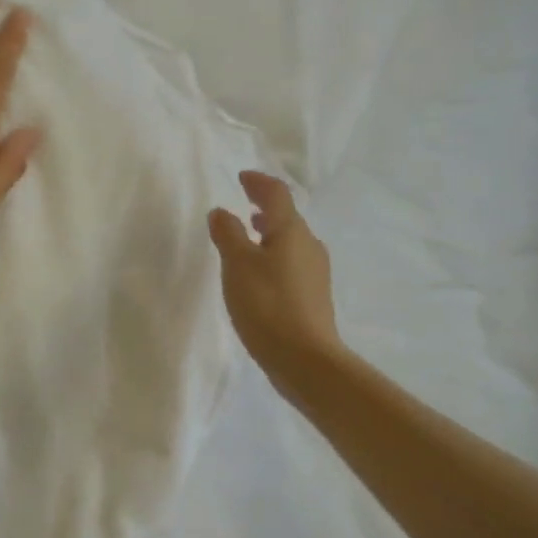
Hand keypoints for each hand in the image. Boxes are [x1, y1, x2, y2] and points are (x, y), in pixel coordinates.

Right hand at [208, 172, 341, 392]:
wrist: (305, 360)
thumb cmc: (268, 305)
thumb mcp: (238, 265)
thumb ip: (228, 234)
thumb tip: (222, 212)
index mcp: (292, 231)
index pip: (277, 194)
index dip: (259, 182)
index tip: (242, 178)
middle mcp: (309, 246)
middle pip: (287, 217)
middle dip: (266, 208)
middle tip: (246, 205)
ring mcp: (315, 272)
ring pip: (291, 241)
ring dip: (270, 233)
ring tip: (250, 237)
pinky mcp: (313, 296)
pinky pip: (292, 263)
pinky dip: (275, 256)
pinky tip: (260, 274)